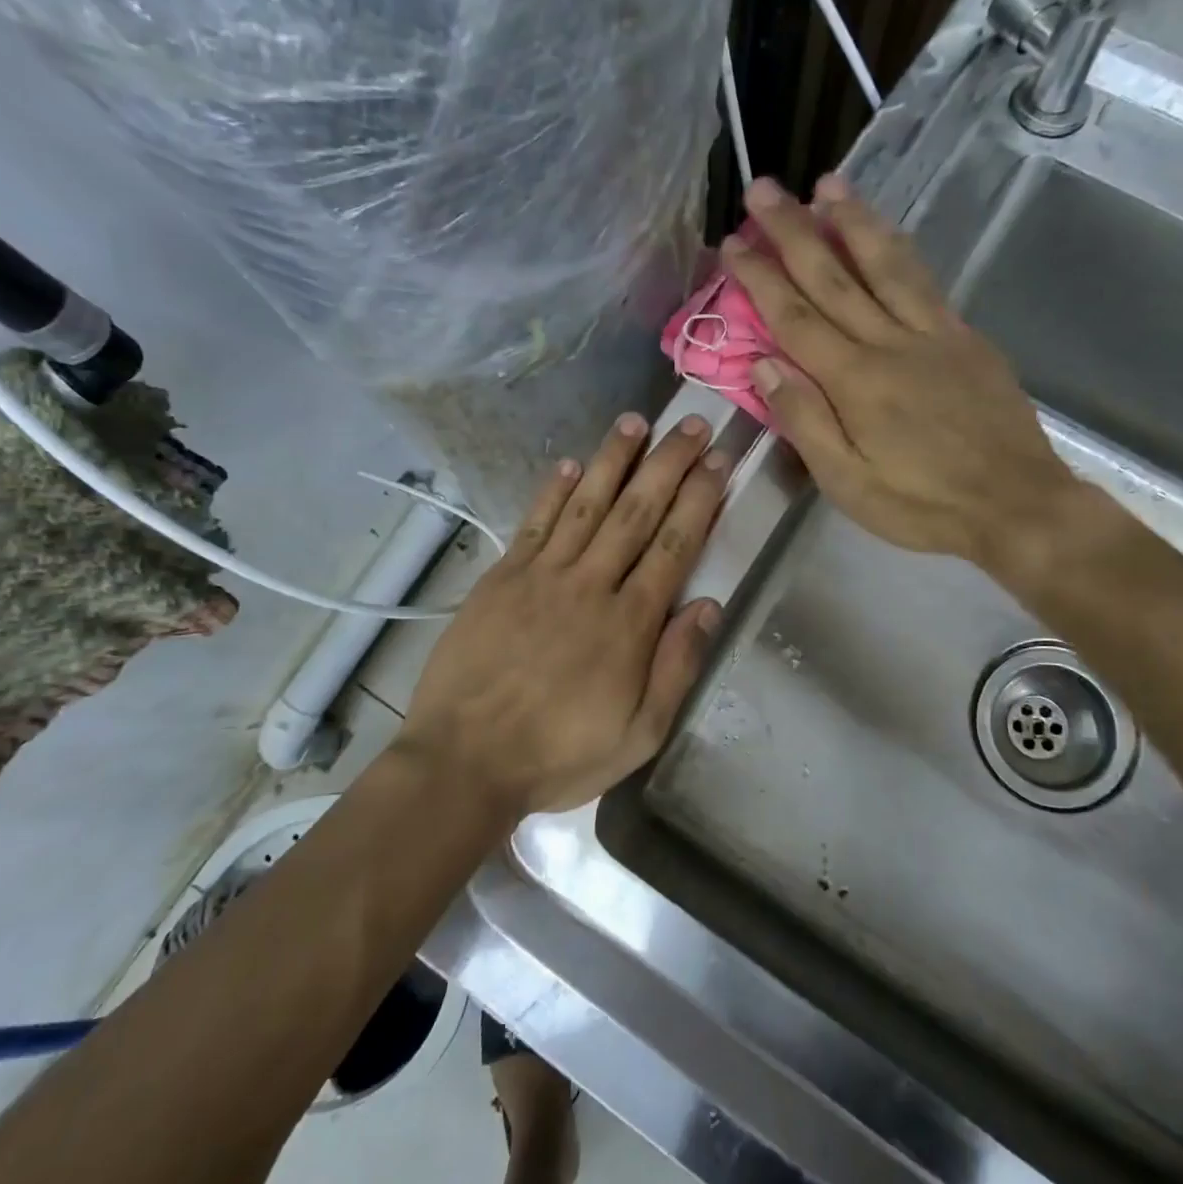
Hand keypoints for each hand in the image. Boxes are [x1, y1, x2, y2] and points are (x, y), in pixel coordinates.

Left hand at [396, 414, 727, 815]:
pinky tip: (572, 463)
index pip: (674, 545)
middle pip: (637, 512)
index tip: (718, 462)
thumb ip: (676, 667)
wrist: (464, 761)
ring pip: (587, 504)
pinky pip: (534, 523)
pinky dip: (553, 490)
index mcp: (629, 623)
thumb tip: (709, 604)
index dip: (699, 499)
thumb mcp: (639, 735)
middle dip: (668, 464)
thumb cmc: (558, 754)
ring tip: (636, 422)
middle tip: (692, 424)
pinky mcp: (501, 578)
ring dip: (614, 460)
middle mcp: (590, 584)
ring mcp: (541, 576)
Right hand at [725, 176, 1078, 571]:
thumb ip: (804, 420)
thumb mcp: (847, 482)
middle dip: (793, 230)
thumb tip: (764, 365)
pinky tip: (886, 233)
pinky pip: (925, 281)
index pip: (794, 317)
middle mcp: (890, 343)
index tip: (732, 242)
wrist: (1015, 504)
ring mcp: (933, 334)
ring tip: (827, 183)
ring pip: (885, 264)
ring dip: (852, 220)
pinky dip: (899, 249)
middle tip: (763, 189)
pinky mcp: (965, 338)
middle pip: (834, 276)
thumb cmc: (921, 504)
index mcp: (854, 381)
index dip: (760, 277)